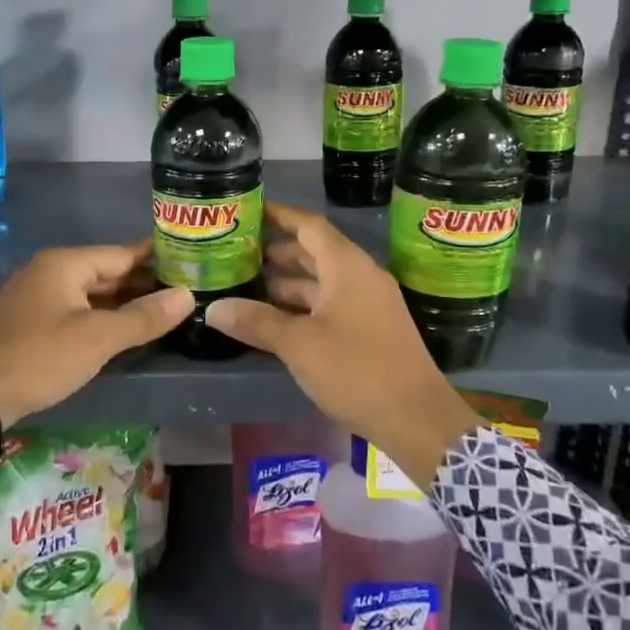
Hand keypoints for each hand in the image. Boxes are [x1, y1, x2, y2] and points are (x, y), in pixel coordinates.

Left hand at [0, 243, 193, 425]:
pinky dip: (101, 314)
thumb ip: (143, 317)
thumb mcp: (97, 339)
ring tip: (163, 310)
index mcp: (64, 264)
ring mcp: (37, 295)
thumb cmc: (40, 358)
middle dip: (143, 282)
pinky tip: (123, 328)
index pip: (122, 253)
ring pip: (91, 292)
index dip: (157, 258)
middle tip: (185, 290)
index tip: (190, 260)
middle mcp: (49, 270)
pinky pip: (76, 308)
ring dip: (123, 301)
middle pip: (106, 271)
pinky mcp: (31, 319)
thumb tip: (187, 296)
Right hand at [206, 201, 480, 486]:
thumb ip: (256, 321)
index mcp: (347, 266)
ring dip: (288, 282)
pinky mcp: (371, 330)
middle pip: (315, 252)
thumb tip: (213, 308)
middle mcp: (360, 276)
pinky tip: (276, 320)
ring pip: (322, 281)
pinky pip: (331, 304)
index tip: (250, 210)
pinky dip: (303, 306)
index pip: (309, 225)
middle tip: (238, 253)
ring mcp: (368, 304)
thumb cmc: (356, 370)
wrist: (416, 419)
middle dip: (277, 251)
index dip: (279, 215)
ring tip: (248, 285)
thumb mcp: (299, 345)